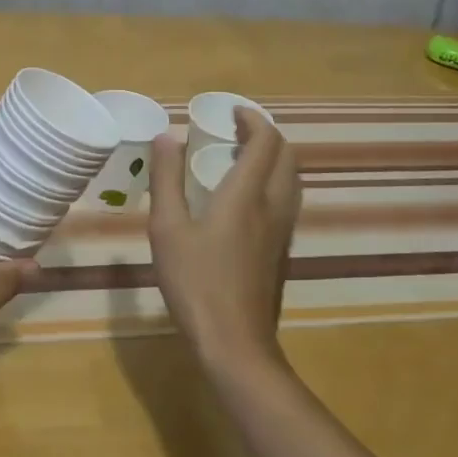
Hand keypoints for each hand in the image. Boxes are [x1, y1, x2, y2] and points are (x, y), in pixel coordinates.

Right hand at [147, 107, 300, 376]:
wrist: (236, 345)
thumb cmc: (196, 283)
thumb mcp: (168, 228)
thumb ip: (166, 179)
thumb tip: (166, 137)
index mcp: (247, 195)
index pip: (265, 142)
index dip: (252, 119)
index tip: (232, 111)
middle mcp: (273, 207)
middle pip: (286, 157)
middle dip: (266, 135)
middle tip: (236, 129)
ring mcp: (282, 232)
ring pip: (291, 180)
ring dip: (273, 158)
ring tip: (242, 156)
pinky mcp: (281, 253)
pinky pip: (287, 201)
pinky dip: (273, 182)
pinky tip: (246, 198)